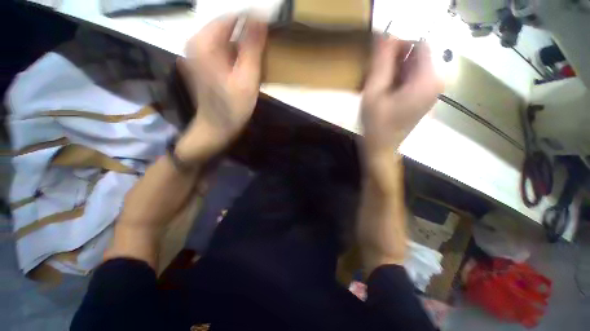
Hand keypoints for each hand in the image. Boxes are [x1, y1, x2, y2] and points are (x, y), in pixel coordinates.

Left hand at [176, 16, 267, 162]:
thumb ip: (253, 47)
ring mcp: (196, 52)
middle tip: (264, 47)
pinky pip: (221, 48)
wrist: (216, 128)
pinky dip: (235, 52)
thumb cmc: (233, 107)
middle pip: (227, 26)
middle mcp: (195, 41)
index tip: (269, 29)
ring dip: (242, 44)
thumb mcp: (247, 79)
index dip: (252, 20)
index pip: (231, 16)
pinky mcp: (201, 61)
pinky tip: (245, 65)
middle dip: (247, 33)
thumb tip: (260, 18)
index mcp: (204, 42)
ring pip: (225, 37)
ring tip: (257, 57)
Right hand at [360, 36, 443, 154]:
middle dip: (396, 58)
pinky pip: (413, 77)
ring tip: (378, 83)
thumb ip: (381, 63)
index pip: (420, 44)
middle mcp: (436, 81)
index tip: (378, 57)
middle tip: (375, 72)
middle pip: (419, 55)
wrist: (381, 148)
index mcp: (428, 79)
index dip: (398, 44)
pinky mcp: (424, 97)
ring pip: (414, 66)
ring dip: (395, 69)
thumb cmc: (376, 125)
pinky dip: (398, 78)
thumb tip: (385, 35)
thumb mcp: (374, 93)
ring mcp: (431, 90)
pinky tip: (384, 90)